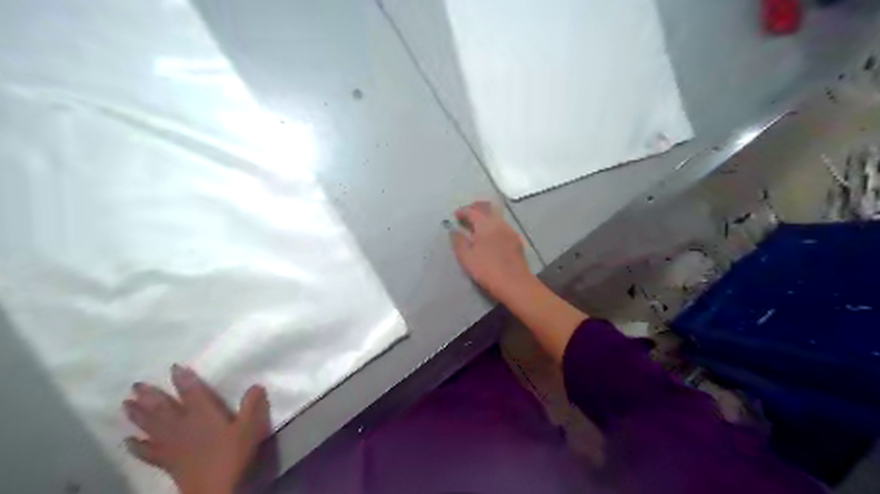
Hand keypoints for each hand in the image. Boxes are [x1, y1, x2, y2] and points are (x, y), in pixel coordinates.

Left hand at [122, 363, 269, 493]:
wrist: (214, 488)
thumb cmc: (233, 454)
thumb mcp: (250, 427)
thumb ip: (252, 405)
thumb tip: (256, 385)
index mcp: (203, 414)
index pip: (191, 392)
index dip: (183, 379)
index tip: (174, 367)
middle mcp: (182, 425)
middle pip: (162, 407)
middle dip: (150, 395)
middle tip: (135, 384)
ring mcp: (171, 444)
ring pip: (150, 425)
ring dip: (137, 414)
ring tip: (125, 404)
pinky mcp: (166, 461)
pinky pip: (146, 451)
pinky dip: (135, 445)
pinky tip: (127, 440)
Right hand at [450, 198, 532, 301]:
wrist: (515, 284)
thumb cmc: (488, 270)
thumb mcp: (467, 258)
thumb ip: (458, 242)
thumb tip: (454, 231)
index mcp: (486, 224)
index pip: (472, 211)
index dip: (462, 211)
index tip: (455, 216)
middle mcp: (499, 223)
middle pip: (487, 209)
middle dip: (475, 209)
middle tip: (466, 216)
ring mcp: (510, 231)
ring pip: (496, 217)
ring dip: (485, 218)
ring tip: (476, 227)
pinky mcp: (516, 241)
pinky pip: (502, 227)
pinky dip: (493, 226)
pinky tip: (490, 237)